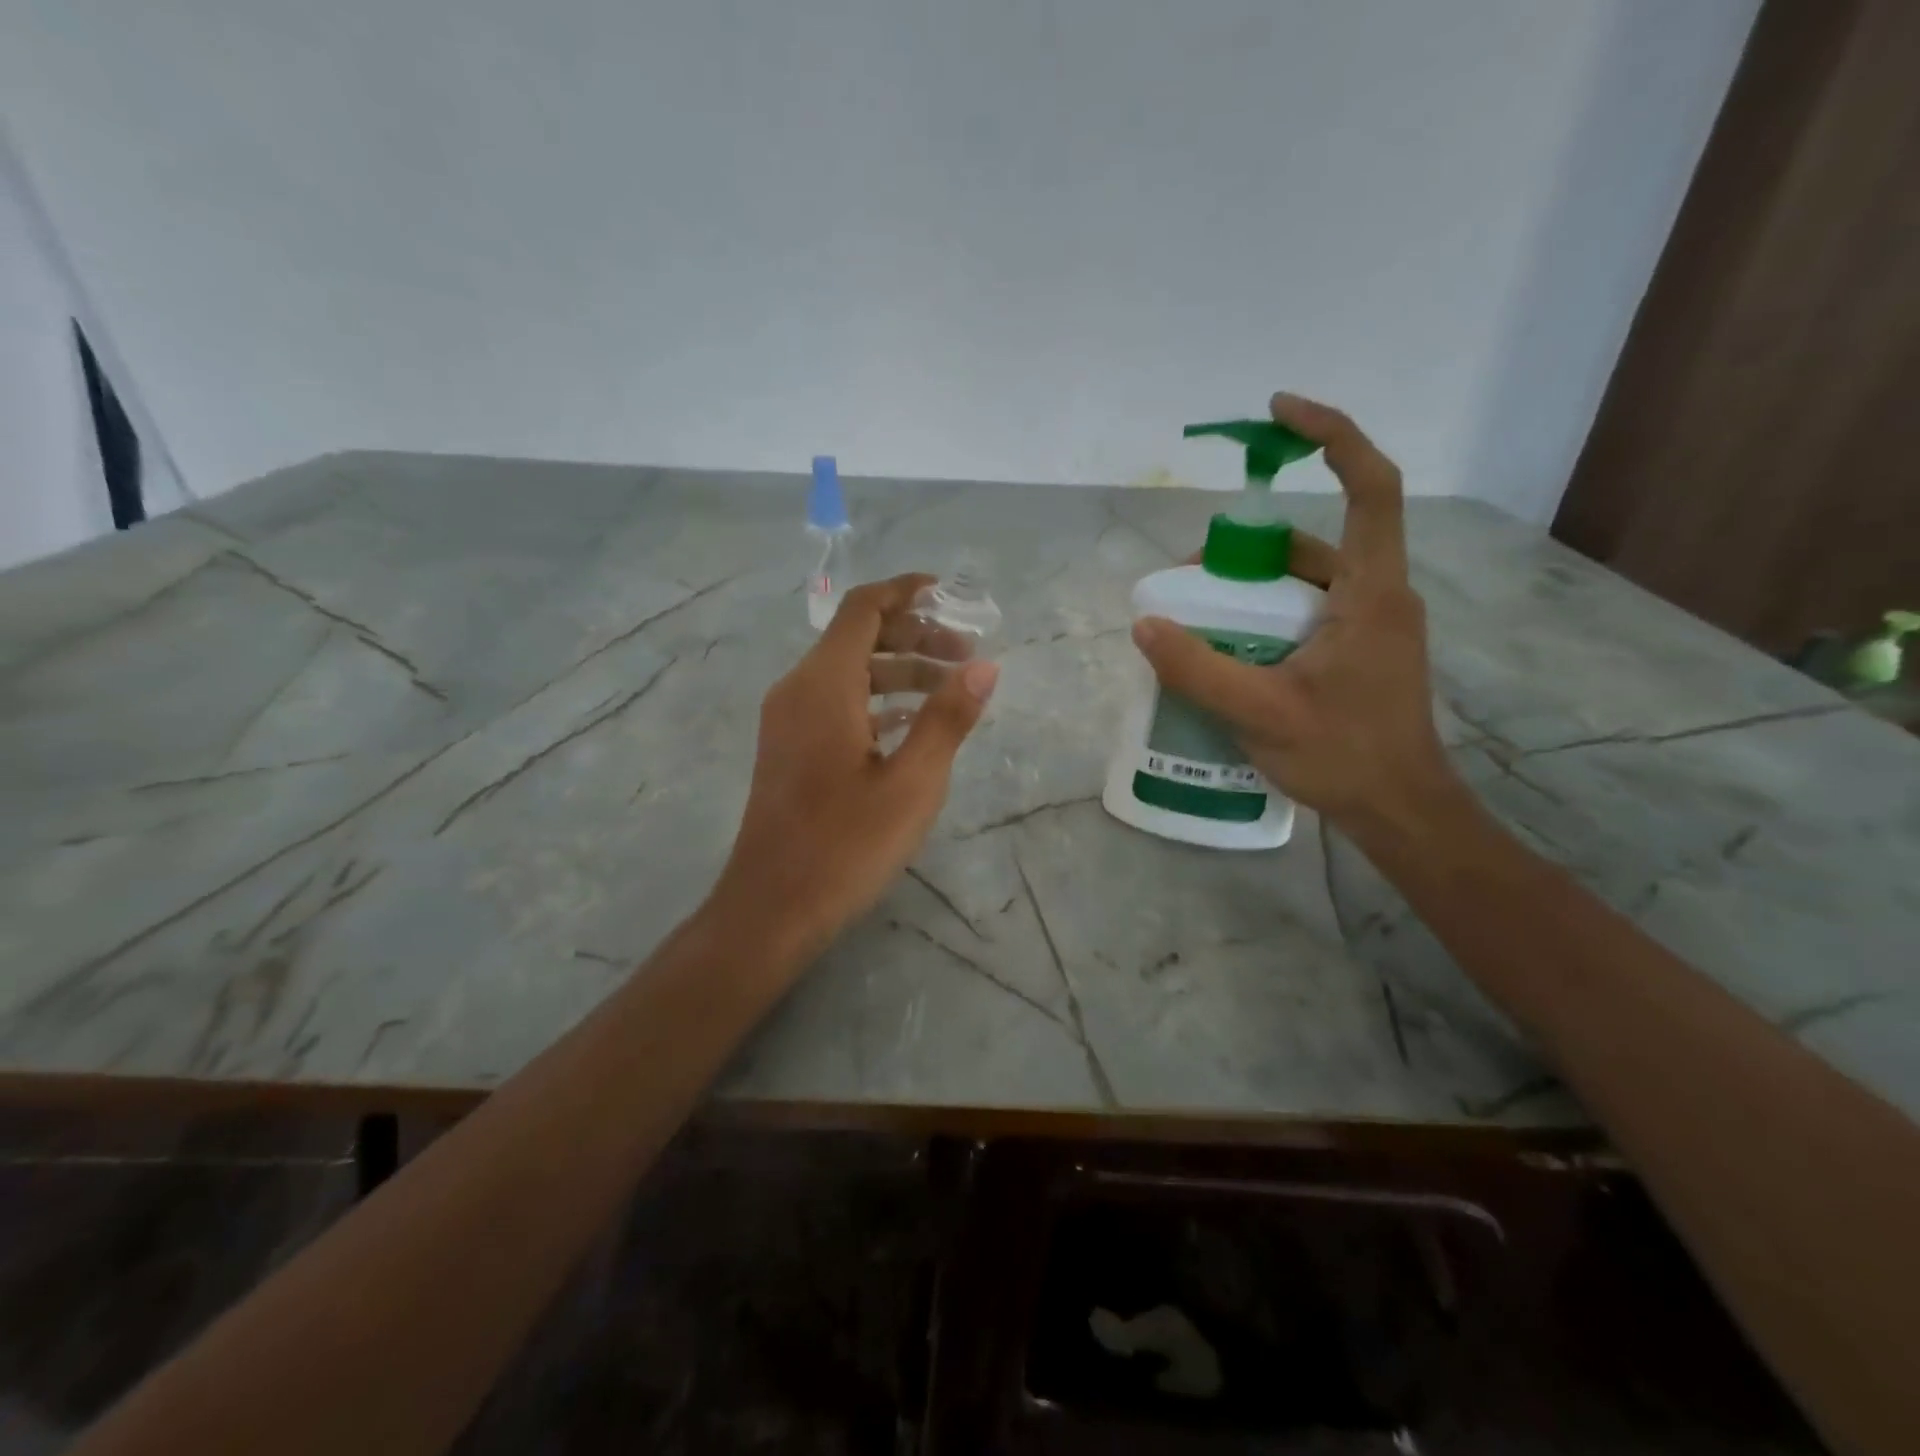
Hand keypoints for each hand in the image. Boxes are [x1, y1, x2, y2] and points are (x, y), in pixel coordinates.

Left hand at [711, 574, 999, 962]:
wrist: (772, 908)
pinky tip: (912, 724)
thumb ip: (948, 718)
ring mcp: (789, 720)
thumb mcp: (912, 782)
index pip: (864, 609)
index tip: (951, 594)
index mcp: (824, 684)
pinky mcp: (790, 747)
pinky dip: (877, 699)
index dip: (906, 591)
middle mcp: (798, 689)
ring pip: (848, 672)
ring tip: (952, 688)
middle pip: (858, 636)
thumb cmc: (845, 845)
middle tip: (967, 653)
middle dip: (915, 635)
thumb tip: (985, 665)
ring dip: (899, 670)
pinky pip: (837, 703)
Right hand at [1131, 393, 1460, 839]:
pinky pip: (1308, 614)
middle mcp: (1380, 596)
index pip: (1371, 487)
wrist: (1400, 811)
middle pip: (1317, 541)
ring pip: (1308, 582)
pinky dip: (1266, 618)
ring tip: (1198, 617)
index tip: (1281, 413)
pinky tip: (1230, 649)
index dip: (1334, 435)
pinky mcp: (1361, 652)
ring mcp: (1372, 626)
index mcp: (1372, 593)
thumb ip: (1197, 668)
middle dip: (1251, 548)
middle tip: (1191, 577)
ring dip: (1253, 589)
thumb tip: (1145, 624)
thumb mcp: (1258, 712)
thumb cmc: (1343, 756)